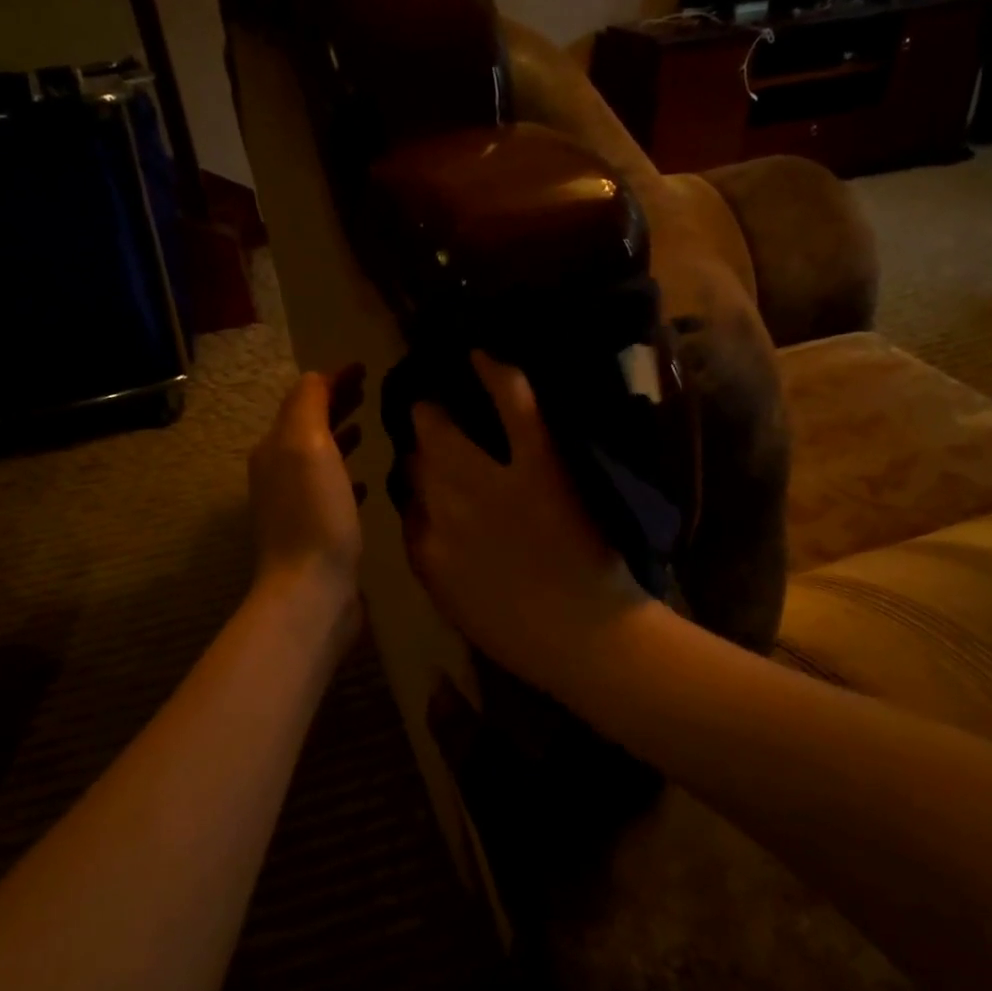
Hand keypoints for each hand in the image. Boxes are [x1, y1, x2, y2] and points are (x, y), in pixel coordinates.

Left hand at [250, 364, 365, 641]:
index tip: (364, 368)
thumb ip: (309, 405)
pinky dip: (347, 477)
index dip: (332, 380)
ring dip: (341, 438)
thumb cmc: (315, 514)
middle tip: (369, 392)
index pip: (303, 399)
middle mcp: (278, 473)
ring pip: (319, 459)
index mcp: (275, 448)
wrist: (311, 590)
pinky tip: (367, 484)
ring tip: (369, 428)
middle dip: (336, 405)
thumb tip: (317, 378)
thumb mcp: (308, 446)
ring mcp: (294, 506)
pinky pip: (331, 492)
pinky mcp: (314, 533)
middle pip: (308, 427)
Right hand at [404, 352, 648, 693]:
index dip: (412, 482)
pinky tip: (480, 355)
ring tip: (435, 400)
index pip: (406, 502)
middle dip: (419, 441)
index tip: (420, 474)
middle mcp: (446, 508)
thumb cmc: (522, 633)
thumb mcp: (457, 603)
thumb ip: (432, 560)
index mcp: (427, 550)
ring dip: (436, 412)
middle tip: (427, 426)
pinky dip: (497, 374)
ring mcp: (490, 482)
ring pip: (444, 432)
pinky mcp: (536, 465)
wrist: (585, 636)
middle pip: (418, 460)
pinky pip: (512, 407)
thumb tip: (422, 520)